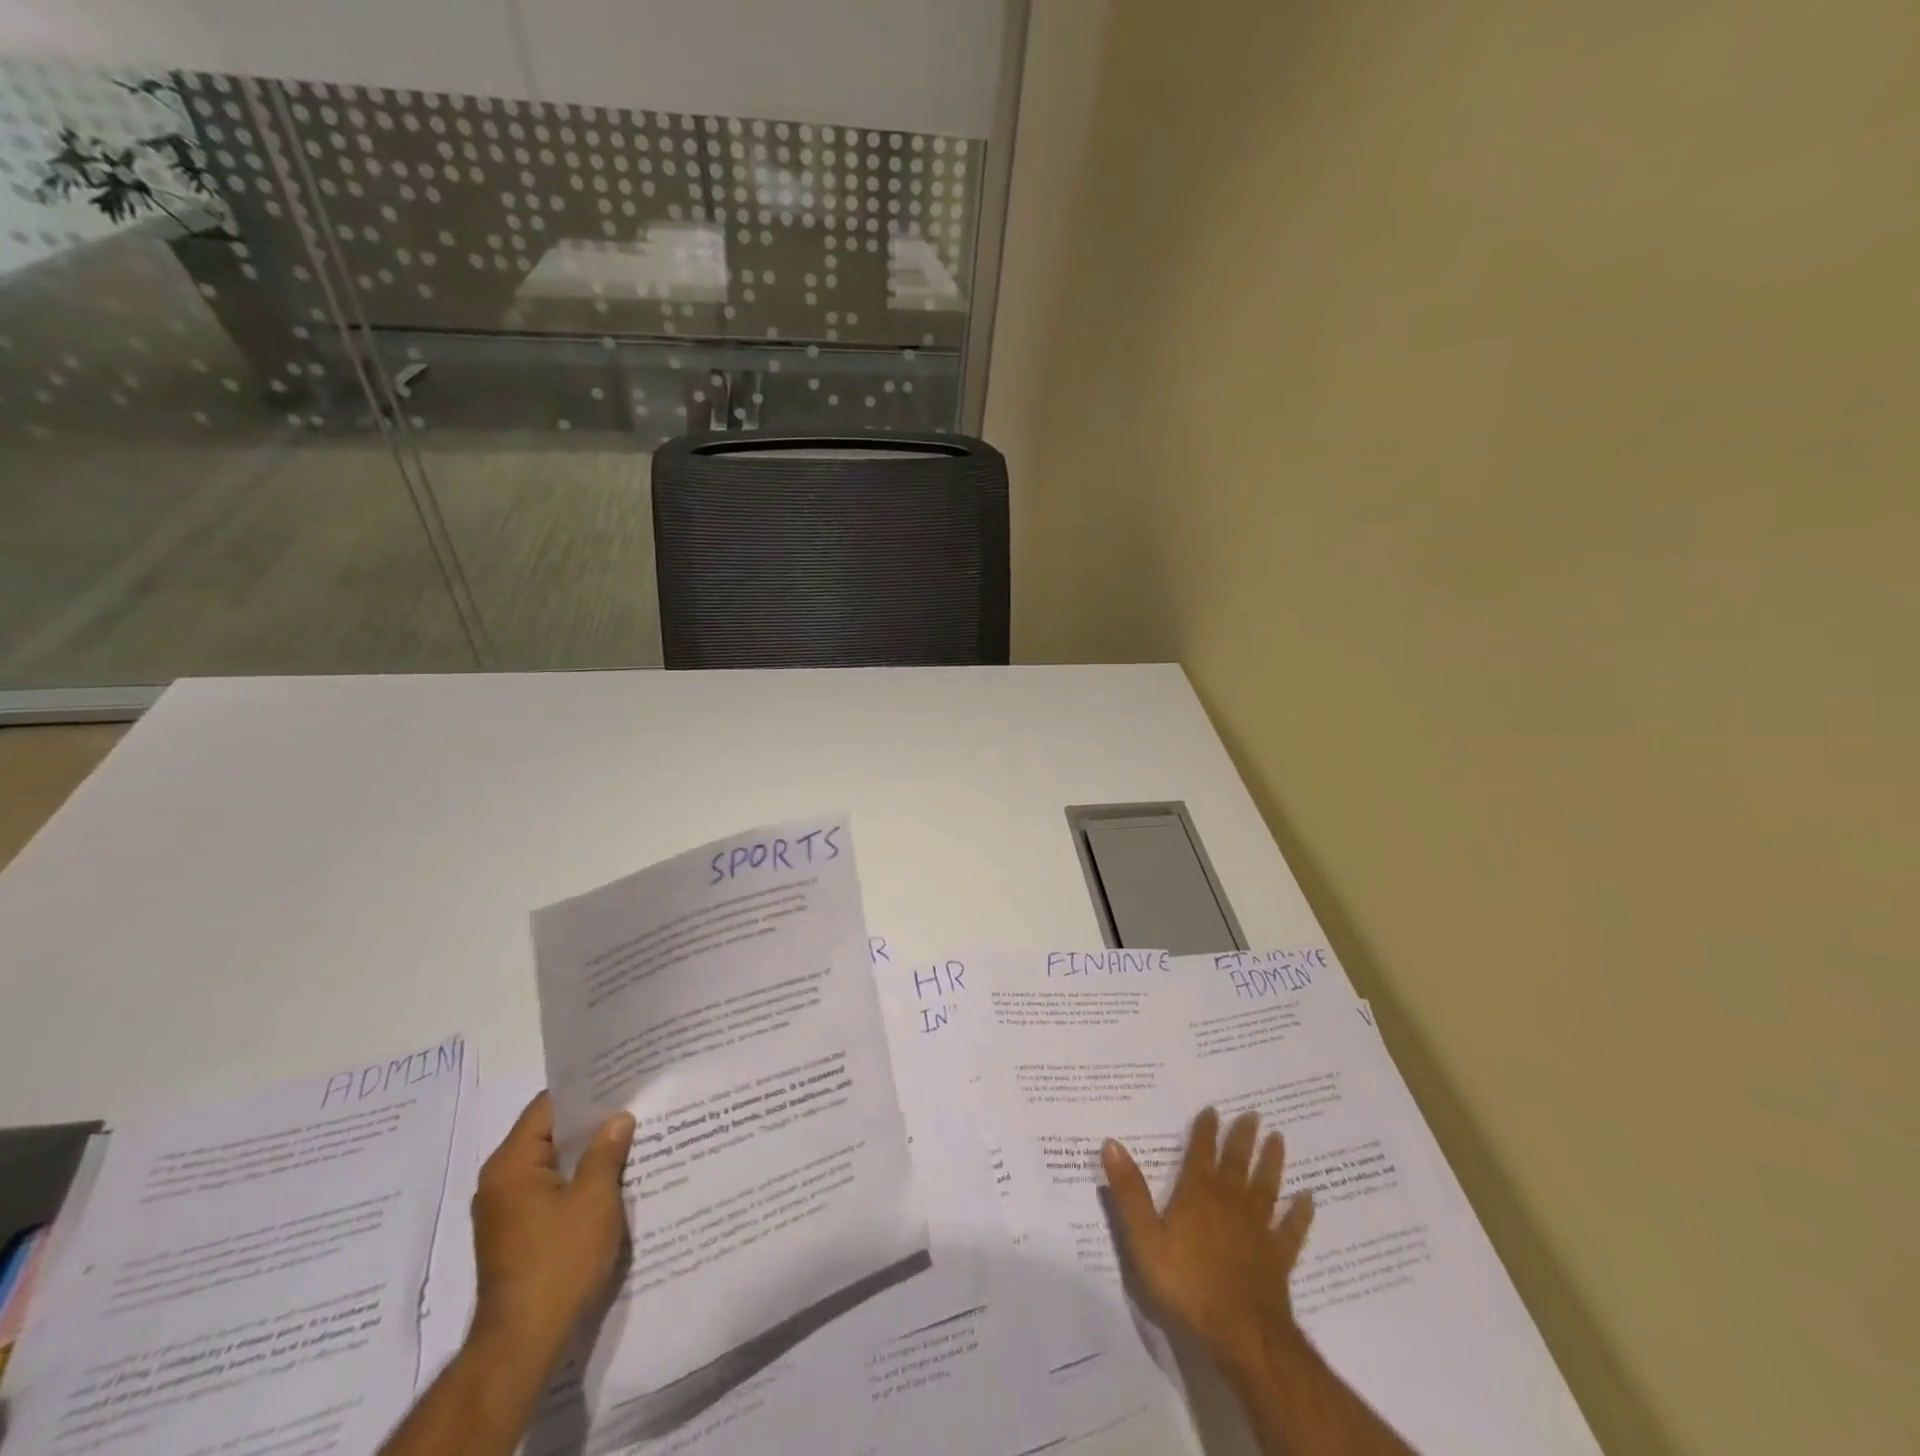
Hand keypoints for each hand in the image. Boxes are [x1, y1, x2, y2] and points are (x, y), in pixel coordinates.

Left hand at [471, 1093, 635, 1352]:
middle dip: (590, 1122)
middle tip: (633, 1104)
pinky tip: (611, 1180)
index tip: (620, 1079)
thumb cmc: (559, 1260)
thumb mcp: (595, 1198)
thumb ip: (606, 1151)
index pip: (548, 1106)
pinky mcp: (516, 1235)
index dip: (585, 1091)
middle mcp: (499, 1182)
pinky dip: (576, 1181)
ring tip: (629, 1138)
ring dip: (586, 1154)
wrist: (524, 1342)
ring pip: (552, 1164)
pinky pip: (549, 1191)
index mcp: (511, 1164)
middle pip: (548, 1133)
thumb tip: (617, 1118)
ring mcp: (505, 1211)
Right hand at [1101, 1107, 1314, 1380]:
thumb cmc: (1187, 1283)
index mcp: (1198, 1193)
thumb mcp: (1145, 1238)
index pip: (1201, 1151)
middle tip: (1254, 1114)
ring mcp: (1258, 1228)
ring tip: (1279, 1139)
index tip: (1213, 1109)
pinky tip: (1309, 1198)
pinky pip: (1292, 1228)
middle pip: (1237, 1161)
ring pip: (1266, 1186)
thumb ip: (1129, 1191)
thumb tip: (1111, 1143)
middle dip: (1243, 1137)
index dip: (1206, 1129)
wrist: (1241, 1332)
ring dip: (1272, 1162)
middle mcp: (1230, 1201)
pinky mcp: (1278, 1255)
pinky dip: (1301, 1212)